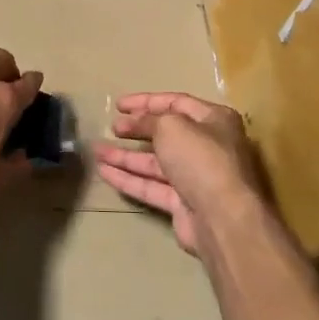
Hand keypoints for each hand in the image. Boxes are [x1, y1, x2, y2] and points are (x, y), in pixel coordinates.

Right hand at [94, 93, 268, 258]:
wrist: (222, 218)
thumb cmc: (200, 159)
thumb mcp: (171, 126)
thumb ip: (149, 120)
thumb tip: (135, 121)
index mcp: (214, 120)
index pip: (176, 103)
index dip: (145, 102)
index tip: (118, 105)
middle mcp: (208, 147)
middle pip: (165, 134)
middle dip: (136, 130)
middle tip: (111, 128)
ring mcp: (195, 177)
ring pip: (154, 163)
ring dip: (125, 156)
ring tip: (97, 150)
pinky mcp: (183, 204)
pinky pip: (151, 186)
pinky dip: (128, 179)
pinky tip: (104, 172)